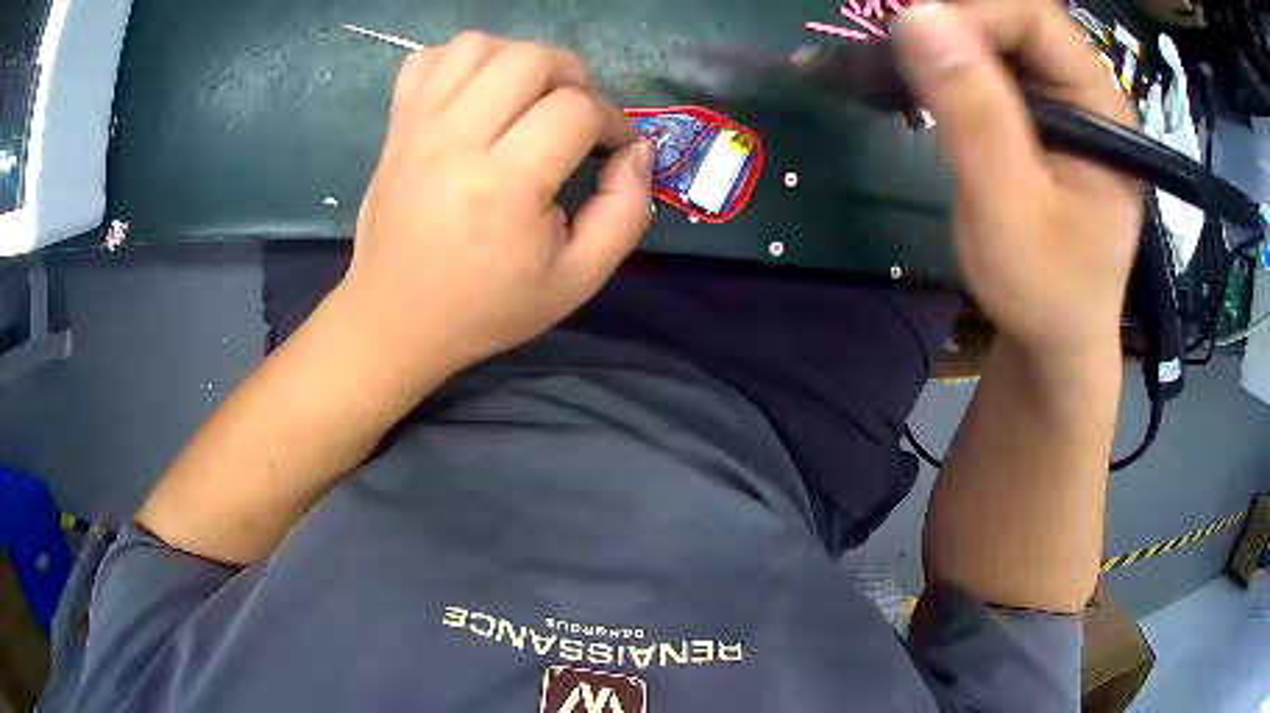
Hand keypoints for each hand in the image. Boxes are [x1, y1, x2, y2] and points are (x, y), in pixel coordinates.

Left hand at [342, 33, 653, 377]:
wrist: (396, 318)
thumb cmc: (488, 307)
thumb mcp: (579, 279)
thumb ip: (626, 212)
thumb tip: (637, 150)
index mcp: (504, 187)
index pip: (576, 109)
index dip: (612, 121)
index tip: (613, 149)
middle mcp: (456, 141)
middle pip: (530, 58)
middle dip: (572, 77)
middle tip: (574, 116)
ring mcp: (418, 127)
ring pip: (478, 45)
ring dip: (518, 60)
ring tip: (527, 99)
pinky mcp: (396, 124)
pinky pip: (428, 59)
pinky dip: (460, 64)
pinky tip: (475, 96)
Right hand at [895, 0, 1143, 357]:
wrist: (1058, 340)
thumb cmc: (1046, 293)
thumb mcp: (1010, 212)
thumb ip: (974, 117)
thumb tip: (916, 18)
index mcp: (1103, 111)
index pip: (1035, 19)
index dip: (972, 16)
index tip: (913, 44)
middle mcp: (1089, 93)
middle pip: (1017, 20)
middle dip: (955, 26)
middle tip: (901, 54)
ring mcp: (1067, 103)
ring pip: (1001, 37)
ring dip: (949, 44)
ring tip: (904, 69)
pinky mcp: (1043, 116)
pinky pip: (994, 66)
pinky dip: (952, 64)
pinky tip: (926, 84)